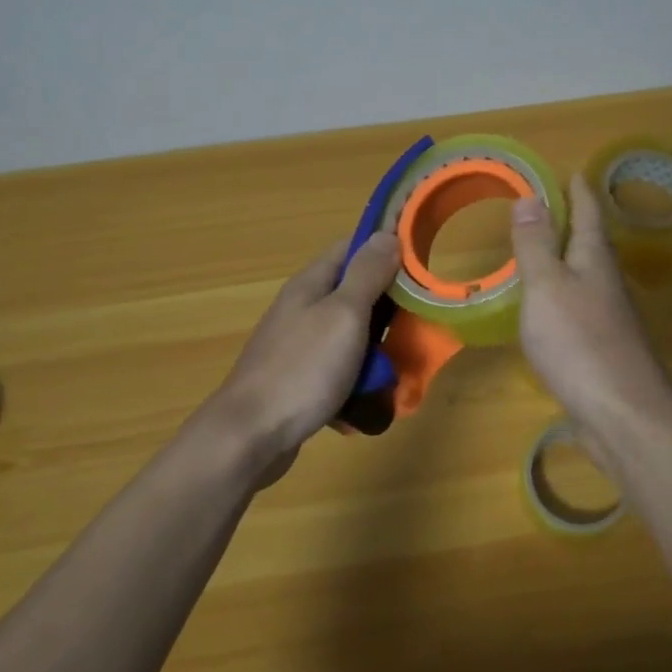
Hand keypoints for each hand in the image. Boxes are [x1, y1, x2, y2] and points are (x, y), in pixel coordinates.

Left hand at [195, 231, 401, 475]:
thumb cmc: (302, 368)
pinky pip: (339, 370)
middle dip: (389, 305)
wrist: (249, 437)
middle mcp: (303, 308)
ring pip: (351, 335)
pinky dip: (357, 380)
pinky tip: (371, 398)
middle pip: (355, 292)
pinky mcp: (299, 380)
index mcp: (311, 284)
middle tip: (421, 321)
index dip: (385, 247)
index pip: (352, 247)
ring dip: (377, 348)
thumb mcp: (344, 314)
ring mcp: (299, 346)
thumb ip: (367, 274)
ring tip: (401, 366)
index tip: (421, 259)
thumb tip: (387, 235)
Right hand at [509, 172, 671, 467]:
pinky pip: (582, 309)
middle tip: (555, 206)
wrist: (623, 414)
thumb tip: (531, 196)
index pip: (589, 214)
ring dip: (571, 260)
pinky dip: (565, 296)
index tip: (573, 171)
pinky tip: (551, 310)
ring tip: (548, 252)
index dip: (579, 192)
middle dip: (577, 223)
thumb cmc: (579, 342)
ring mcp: (610, 319)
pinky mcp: (604, 350)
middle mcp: (608, 284)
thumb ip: (536, 244)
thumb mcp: (547, 286)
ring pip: (589, 277)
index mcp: (595, 260)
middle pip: (594, 244)